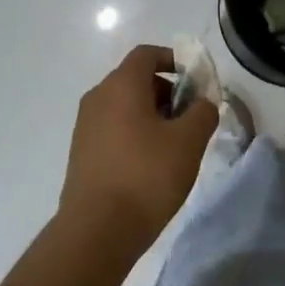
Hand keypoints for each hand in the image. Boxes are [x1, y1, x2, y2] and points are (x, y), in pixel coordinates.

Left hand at [59, 44, 218, 254]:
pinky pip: (113, 129)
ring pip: (124, 106)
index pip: (146, 54)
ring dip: (151, 115)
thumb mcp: (188, 142)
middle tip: (190, 119)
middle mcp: (98, 97)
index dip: (173, 60)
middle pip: (135, 80)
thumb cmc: (146, 175)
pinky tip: (150, 165)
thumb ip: (202, 113)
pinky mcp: (81, 153)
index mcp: (121, 85)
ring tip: (174, 146)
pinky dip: (134, 134)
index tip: (195, 82)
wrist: (96, 231)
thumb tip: (202, 104)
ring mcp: (86, 126)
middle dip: (166, 92)